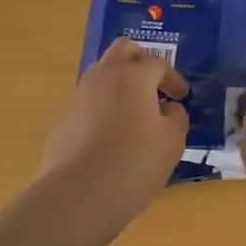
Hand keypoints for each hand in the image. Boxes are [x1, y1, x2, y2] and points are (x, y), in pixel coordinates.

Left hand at [40, 39, 187, 217]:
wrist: (79, 194)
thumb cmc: (135, 162)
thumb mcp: (172, 141)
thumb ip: (176, 117)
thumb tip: (168, 109)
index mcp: (133, 76)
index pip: (158, 64)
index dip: (173, 79)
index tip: (182, 97)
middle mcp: (103, 76)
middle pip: (123, 50)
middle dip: (141, 61)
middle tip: (154, 83)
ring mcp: (79, 96)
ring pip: (102, 74)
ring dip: (121, 84)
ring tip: (135, 111)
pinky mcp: (64, 119)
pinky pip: (89, 102)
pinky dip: (104, 107)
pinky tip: (112, 135)